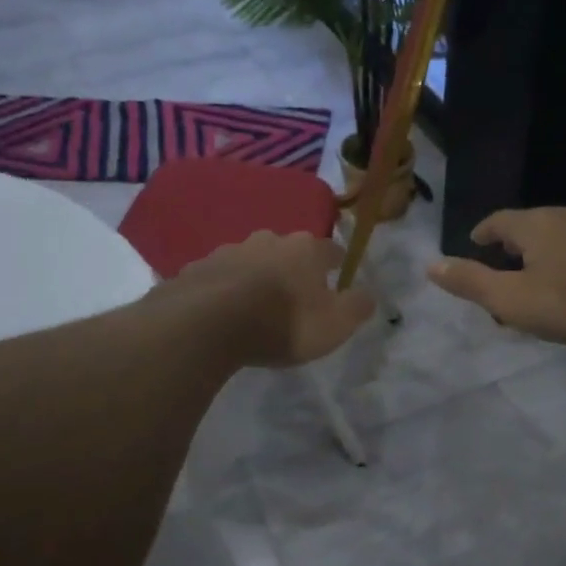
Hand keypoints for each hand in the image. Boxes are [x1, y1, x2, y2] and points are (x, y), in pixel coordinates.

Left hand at [172, 231, 374, 366]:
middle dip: (293, 268)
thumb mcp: (335, 325)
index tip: (338, 276)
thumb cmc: (282, 323)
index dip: (336, 264)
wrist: (207, 325)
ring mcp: (229, 250)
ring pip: (251, 260)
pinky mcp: (197, 268)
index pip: (330, 250)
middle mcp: (268, 240)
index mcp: (305, 249)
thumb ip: (357, 307)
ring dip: (257, 277)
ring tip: (256, 306)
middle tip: (294, 296)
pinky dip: (225, 289)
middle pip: (288, 251)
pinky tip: (223, 311)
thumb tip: (369, 294)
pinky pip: (219, 277)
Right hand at [427, 207, 565, 345]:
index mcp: (533, 224)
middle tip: (502, 272)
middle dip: (512, 247)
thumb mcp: (513, 299)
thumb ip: (472, 283)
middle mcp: (564, 216)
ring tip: (536, 281)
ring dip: (542, 255)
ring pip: (558, 237)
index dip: (483, 233)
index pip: (498, 221)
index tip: (474, 244)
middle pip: (528, 227)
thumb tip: (431, 265)